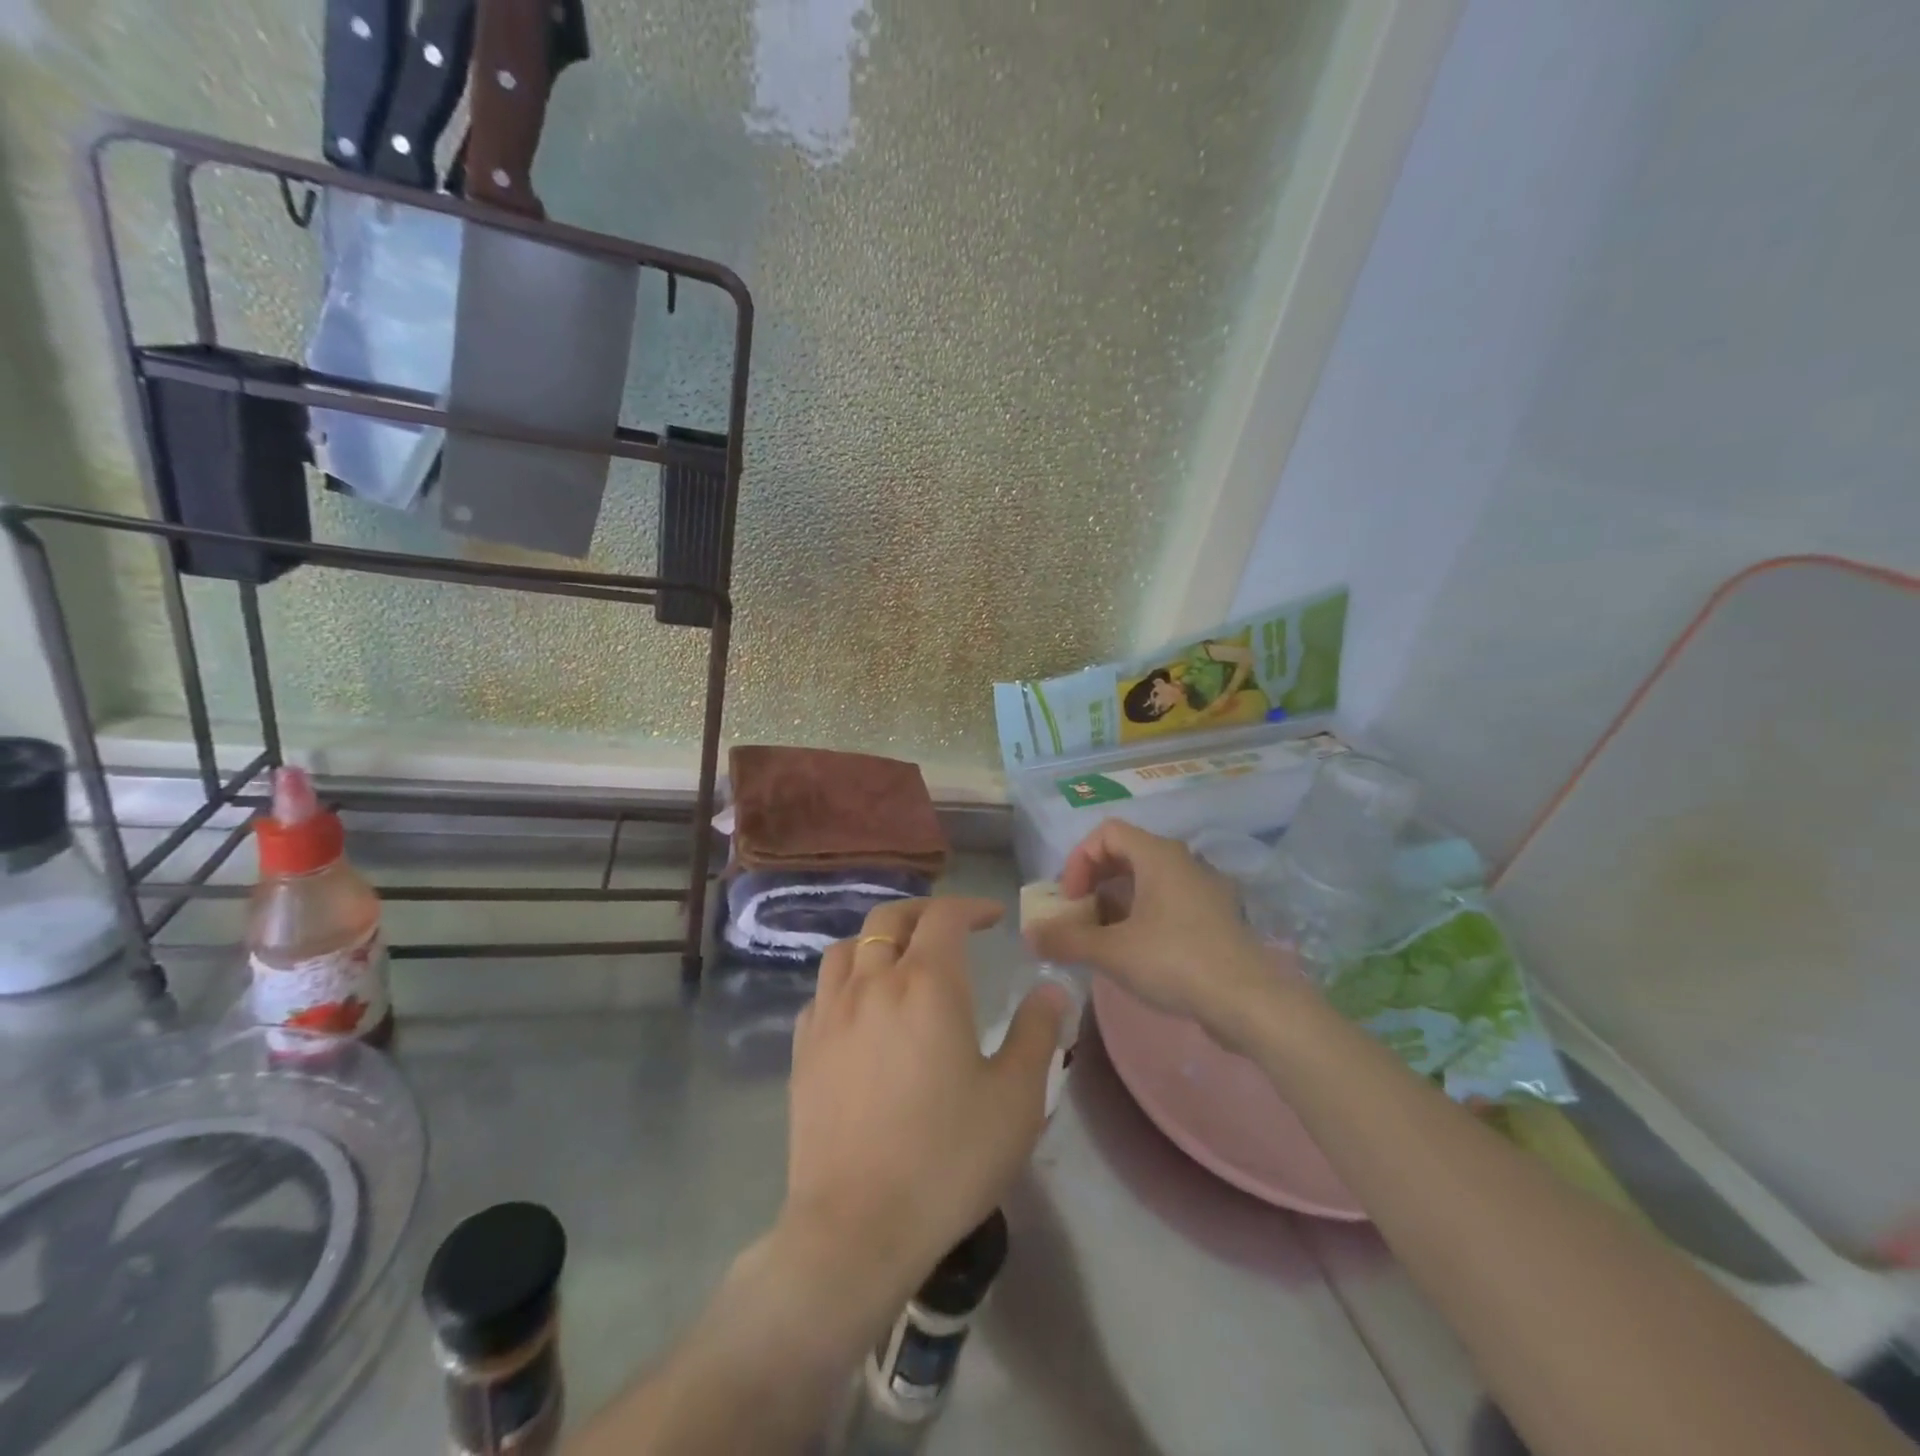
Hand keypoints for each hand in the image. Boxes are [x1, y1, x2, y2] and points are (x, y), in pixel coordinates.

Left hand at [775, 897, 1065, 1337]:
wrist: (856, 1228)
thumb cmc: (948, 1159)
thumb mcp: (1015, 1098)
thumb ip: (1037, 1033)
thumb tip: (1050, 988)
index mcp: (926, 984)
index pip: (944, 916)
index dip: (971, 907)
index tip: (993, 918)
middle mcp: (872, 984)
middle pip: (889, 919)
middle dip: (923, 913)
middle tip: (950, 928)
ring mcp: (829, 1015)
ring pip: (846, 948)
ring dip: (877, 940)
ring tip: (900, 960)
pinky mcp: (803, 1050)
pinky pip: (822, 992)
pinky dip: (846, 981)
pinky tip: (860, 1009)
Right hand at [1027, 821, 1288, 1050]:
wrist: (1250, 1001)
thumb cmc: (1175, 961)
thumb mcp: (1112, 952)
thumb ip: (1066, 940)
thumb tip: (1029, 936)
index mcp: (1158, 855)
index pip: (1107, 832)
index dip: (1079, 860)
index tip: (1071, 898)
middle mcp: (1182, 862)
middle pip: (1126, 854)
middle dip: (1094, 883)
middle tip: (1079, 916)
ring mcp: (1202, 889)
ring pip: (1147, 881)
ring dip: (1116, 903)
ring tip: (1101, 940)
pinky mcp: (1214, 917)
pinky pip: (1168, 903)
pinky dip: (1142, 917)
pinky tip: (1134, 954)